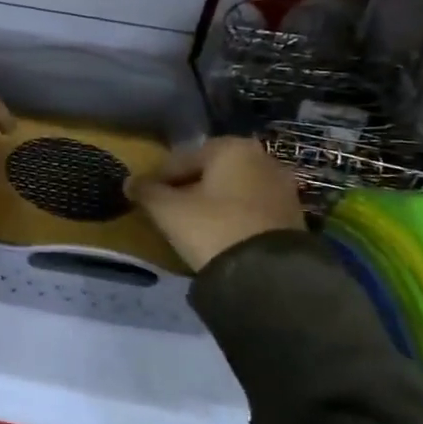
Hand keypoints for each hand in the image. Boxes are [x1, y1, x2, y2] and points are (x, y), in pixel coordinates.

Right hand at [126, 137, 305, 270]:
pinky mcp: (293, 216)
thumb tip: (129, 183)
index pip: (182, 159)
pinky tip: (218, 234)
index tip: (144, 196)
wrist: (269, 275)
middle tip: (167, 209)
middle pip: (210, 172)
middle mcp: (262, 158)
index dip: (158, 178)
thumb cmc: (212, 228)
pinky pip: (250, 209)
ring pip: (232, 190)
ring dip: (211, 202)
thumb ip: (147, 192)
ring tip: (191, 225)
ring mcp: (282, 187)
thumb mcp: (168, 210)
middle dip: (187, 188)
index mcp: (231, 148)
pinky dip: (232, 216)